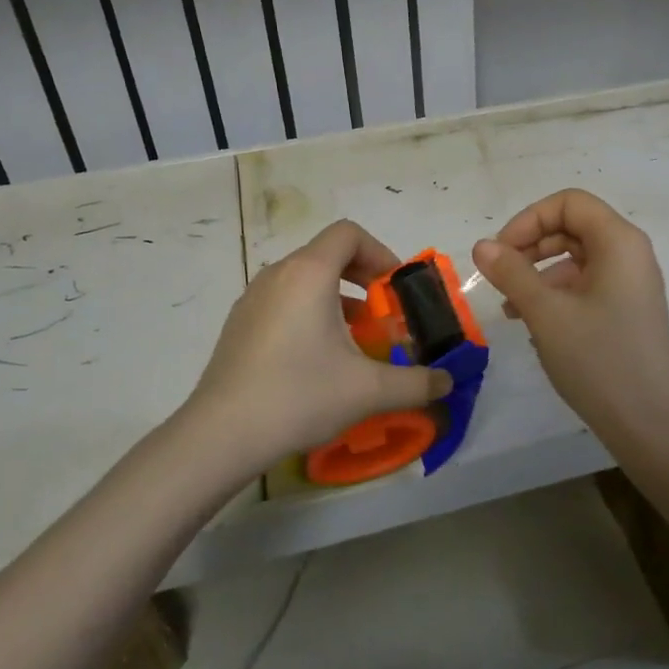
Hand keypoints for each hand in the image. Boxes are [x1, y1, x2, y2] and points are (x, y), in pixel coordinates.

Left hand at [187, 220, 452, 465]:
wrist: (221, 435)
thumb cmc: (300, 395)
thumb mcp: (368, 390)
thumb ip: (416, 383)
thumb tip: (447, 382)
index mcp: (309, 273)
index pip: (348, 233)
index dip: (380, 252)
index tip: (395, 289)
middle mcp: (278, 275)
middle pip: (327, 254)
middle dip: (363, 278)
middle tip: (383, 314)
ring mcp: (253, 299)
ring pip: (304, 280)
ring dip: (337, 298)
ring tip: (354, 341)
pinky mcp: (239, 325)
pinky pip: (283, 301)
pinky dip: (309, 313)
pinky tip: (316, 360)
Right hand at [471, 189, 668, 430]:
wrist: (648, 424)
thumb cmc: (598, 360)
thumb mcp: (546, 313)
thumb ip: (511, 272)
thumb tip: (482, 246)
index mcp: (619, 241)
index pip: (568, 203)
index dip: (528, 219)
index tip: (500, 252)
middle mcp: (630, 253)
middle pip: (572, 227)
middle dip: (531, 245)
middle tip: (499, 276)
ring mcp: (631, 282)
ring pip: (576, 258)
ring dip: (538, 273)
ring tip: (510, 308)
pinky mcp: (627, 309)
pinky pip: (586, 284)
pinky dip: (556, 293)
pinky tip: (533, 323)